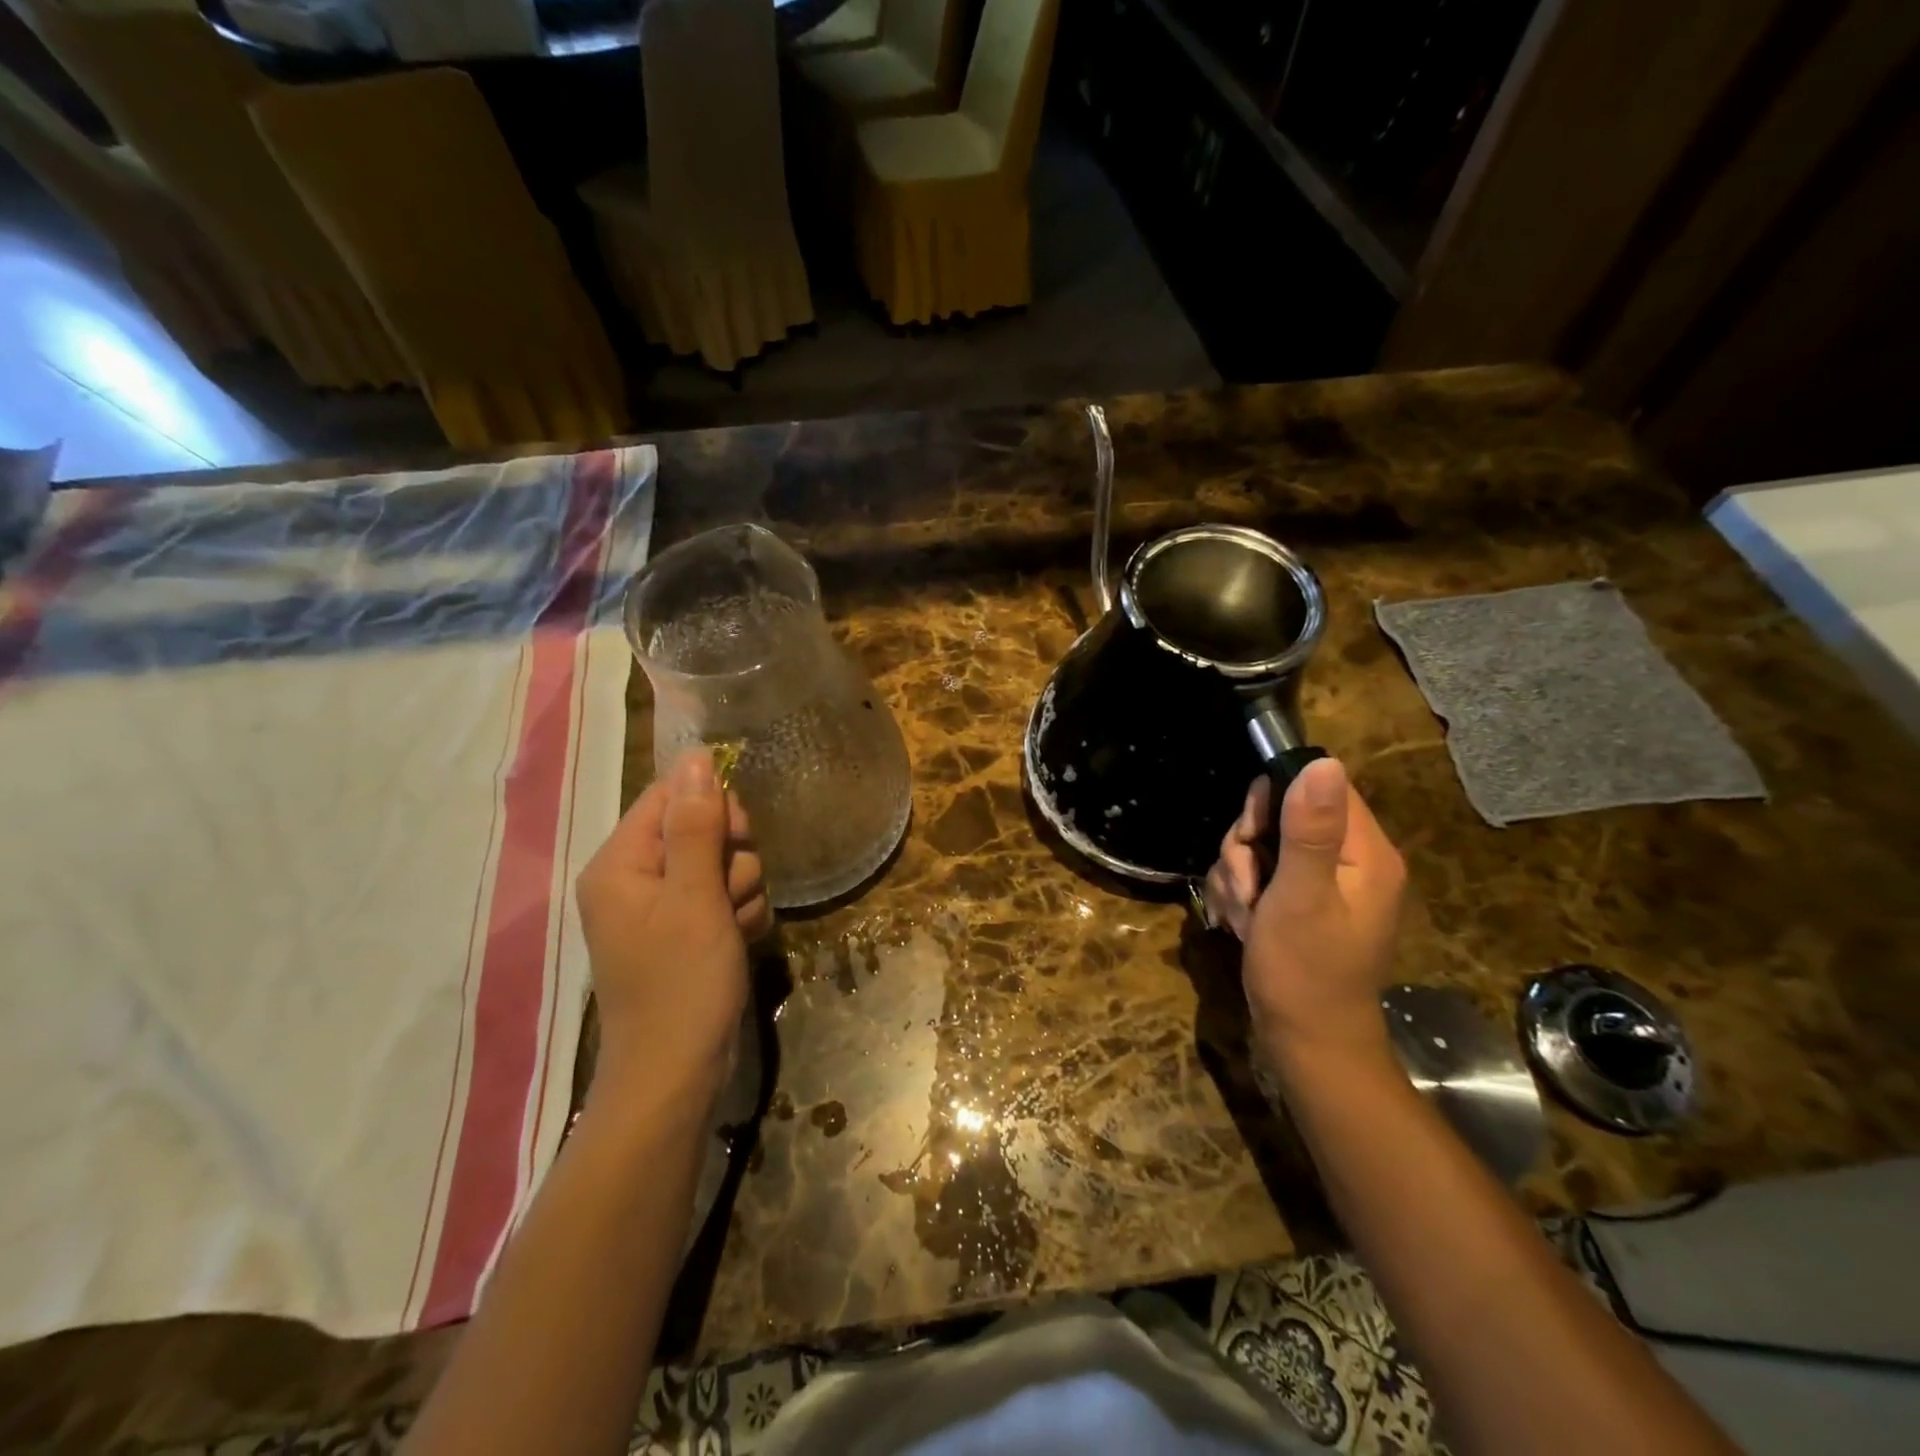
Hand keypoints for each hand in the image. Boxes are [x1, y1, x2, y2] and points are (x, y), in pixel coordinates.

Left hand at [575, 750, 770, 1100]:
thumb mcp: (696, 897)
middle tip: (729, 894)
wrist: (677, 1074)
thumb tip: (695, 756)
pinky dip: (739, 915)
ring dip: (741, 891)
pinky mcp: (685, 932)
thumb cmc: (682, 983)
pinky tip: (739, 941)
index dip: (714, 808)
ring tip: (732, 929)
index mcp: (620, 862)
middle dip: (731, 858)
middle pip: (701, 828)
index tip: (738, 838)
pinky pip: (723, 898)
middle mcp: (635, 878)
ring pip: (721, 864)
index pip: (671, 796)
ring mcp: (661, 908)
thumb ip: (697, 825)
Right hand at [1205, 757, 1406, 1069]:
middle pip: (1281, 815)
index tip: (1251, 836)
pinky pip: (1258, 874)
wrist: (1305, 1044)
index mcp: (1364, 853)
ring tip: (1244, 916)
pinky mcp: (1299, 903)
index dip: (1275, 801)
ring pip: (1260, 846)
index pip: (1319, 788)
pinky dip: (1241, 894)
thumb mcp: (1300, 896)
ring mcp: (1322, 884)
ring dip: (1237, 876)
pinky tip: (1241, 923)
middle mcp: (1349, 861)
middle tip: (1247, 887)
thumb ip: (1308, 830)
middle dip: (1247, 849)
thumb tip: (1323, 761)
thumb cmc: (1304, 971)